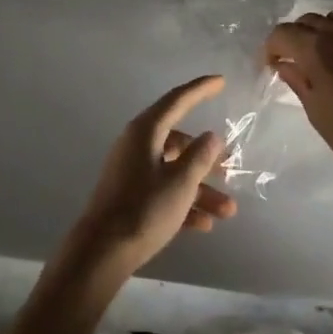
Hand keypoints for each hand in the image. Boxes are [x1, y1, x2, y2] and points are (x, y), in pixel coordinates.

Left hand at [58, 75, 236, 285]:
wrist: (102, 252)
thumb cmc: (144, 209)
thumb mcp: (180, 183)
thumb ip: (200, 157)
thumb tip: (211, 136)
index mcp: (146, 131)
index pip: (177, 100)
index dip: (200, 90)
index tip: (221, 81)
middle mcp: (137, 144)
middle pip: (178, 141)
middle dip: (206, 157)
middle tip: (230, 167)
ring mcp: (131, 170)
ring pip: (173, 170)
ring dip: (201, 188)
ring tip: (228, 210)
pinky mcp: (129, 196)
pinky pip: (163, 191)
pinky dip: (183, 202)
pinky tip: (205, 225)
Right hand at [264, 11, 332, 206]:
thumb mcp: (316, 112)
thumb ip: (298, 80)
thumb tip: (285, 64)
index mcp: (318, 48)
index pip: (283, 33)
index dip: (271, 47)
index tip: (270, 64)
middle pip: (310, 20)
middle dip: (297, 36)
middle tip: (295, 59)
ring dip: (325, 32)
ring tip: (326, 55)